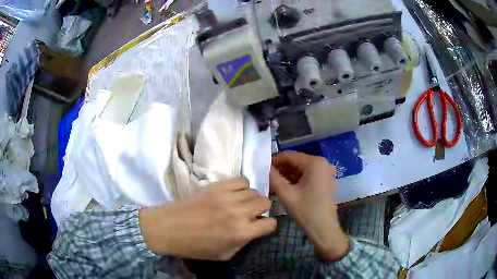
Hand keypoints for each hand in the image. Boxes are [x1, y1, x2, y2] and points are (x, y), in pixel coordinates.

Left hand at [139, 178, 275, 260]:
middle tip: (250, 215)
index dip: (267, 226)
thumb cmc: (194, 247)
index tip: (260, 226)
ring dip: (251, 199)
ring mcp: (228, 197)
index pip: (271, 223)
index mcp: (241, 233)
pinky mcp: (217, 186)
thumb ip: (243, 242)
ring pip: (254, 191)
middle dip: (261, 210)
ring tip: (240, 204)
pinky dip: (242, 186)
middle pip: (265, 202)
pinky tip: (233, 193)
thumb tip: (252, 230)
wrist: (168, 228)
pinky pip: (241, 179)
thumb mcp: (224, 255)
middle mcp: (239, 213)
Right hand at [270, 151, 347, 260]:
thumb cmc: (306, 210)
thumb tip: (264, 167)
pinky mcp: (325, 181)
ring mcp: (325, 172)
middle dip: (281, 170)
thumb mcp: (286, 194)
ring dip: (287, 177)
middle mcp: (322, 163)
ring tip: (273, 186)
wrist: (323, 229)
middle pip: (296, 162)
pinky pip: (307, 176)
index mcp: (315, 163)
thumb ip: (273, 178)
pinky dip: (295, 181)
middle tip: (267, 179)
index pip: (289, 156)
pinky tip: (285, 189)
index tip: (262, 169)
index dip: (274, 161)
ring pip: (301, 170)